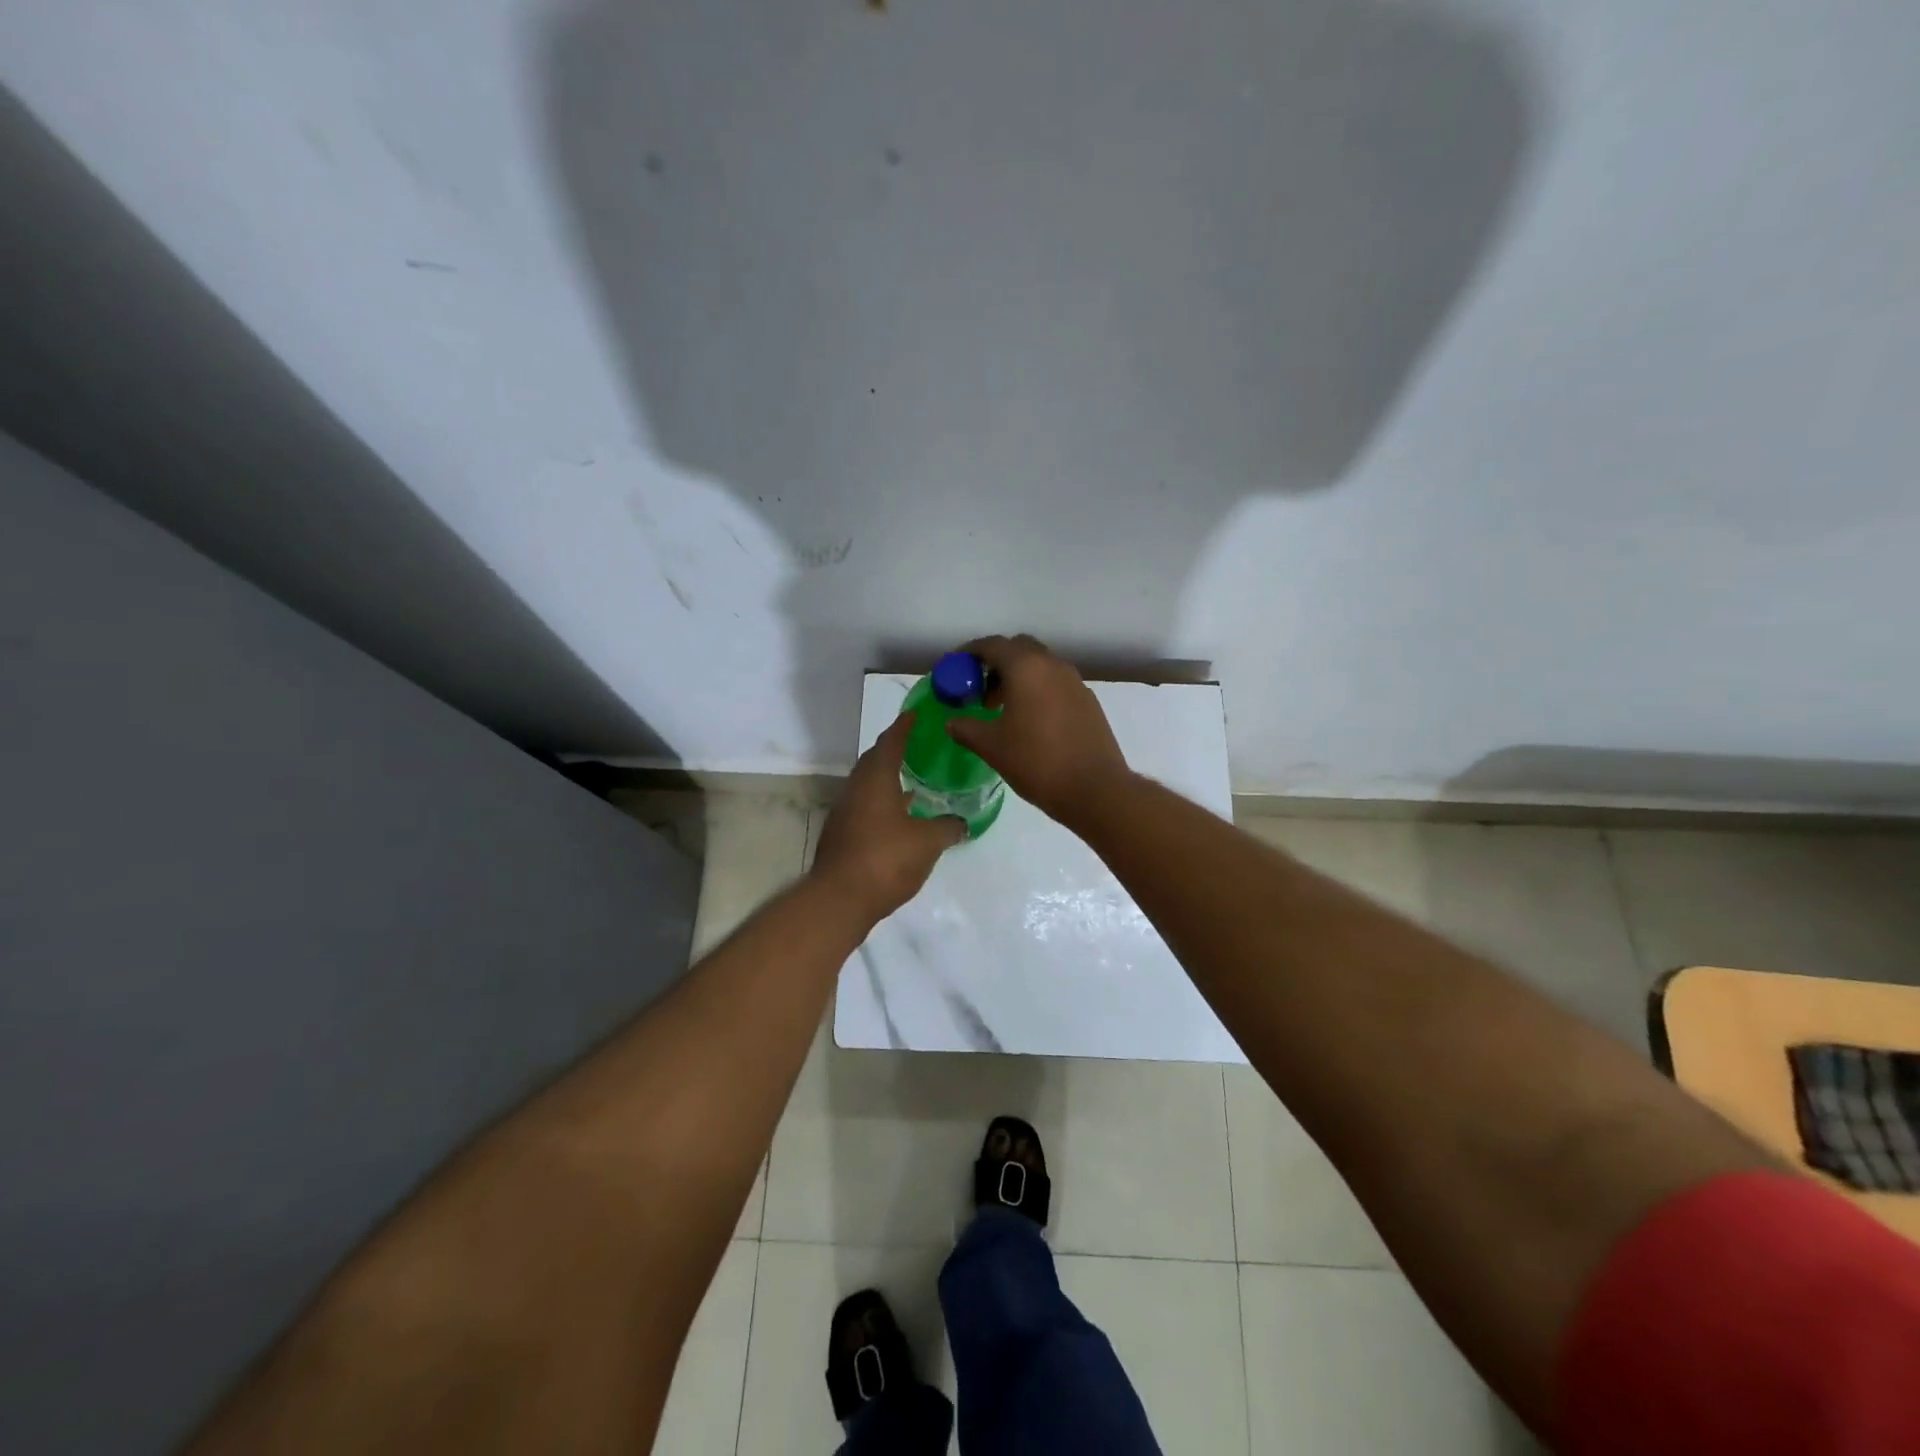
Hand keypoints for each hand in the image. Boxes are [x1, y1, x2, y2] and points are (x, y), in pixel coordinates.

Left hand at [812, 711, 965, 922]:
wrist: (839, 900)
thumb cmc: (885, 860)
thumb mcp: (927, 843)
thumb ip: (947, 828)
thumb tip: (962, 822)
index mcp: (876, 780)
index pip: (890, 742)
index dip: (904, 727)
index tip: (915, 715)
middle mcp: (856, 789)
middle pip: (874, 761)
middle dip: (893, 750)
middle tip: (915, 745)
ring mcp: (845, 812)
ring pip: (868, 786)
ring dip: (887, 779)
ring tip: (912, 781)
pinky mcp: (842, 835)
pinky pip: (865, 807)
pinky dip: (882, 803)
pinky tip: (899, 818)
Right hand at [946, 634, 1130, 827]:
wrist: (1095, 788)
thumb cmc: (1037, 762)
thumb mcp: (992, 747)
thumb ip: (967, 728)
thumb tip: (953, 722)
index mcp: (1026, 667)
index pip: (991, 645)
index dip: (968, 653)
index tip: (954, 668)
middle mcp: (1052, 665)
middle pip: (1019, 649)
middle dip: (996, 663)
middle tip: (979, 689)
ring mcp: (1074, 682)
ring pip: (1040, 666)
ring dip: (1018, 678)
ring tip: (1001, 709)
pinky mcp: (1088, 701)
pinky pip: (1056, 684)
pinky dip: (1038, 691)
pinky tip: (1030, 721)